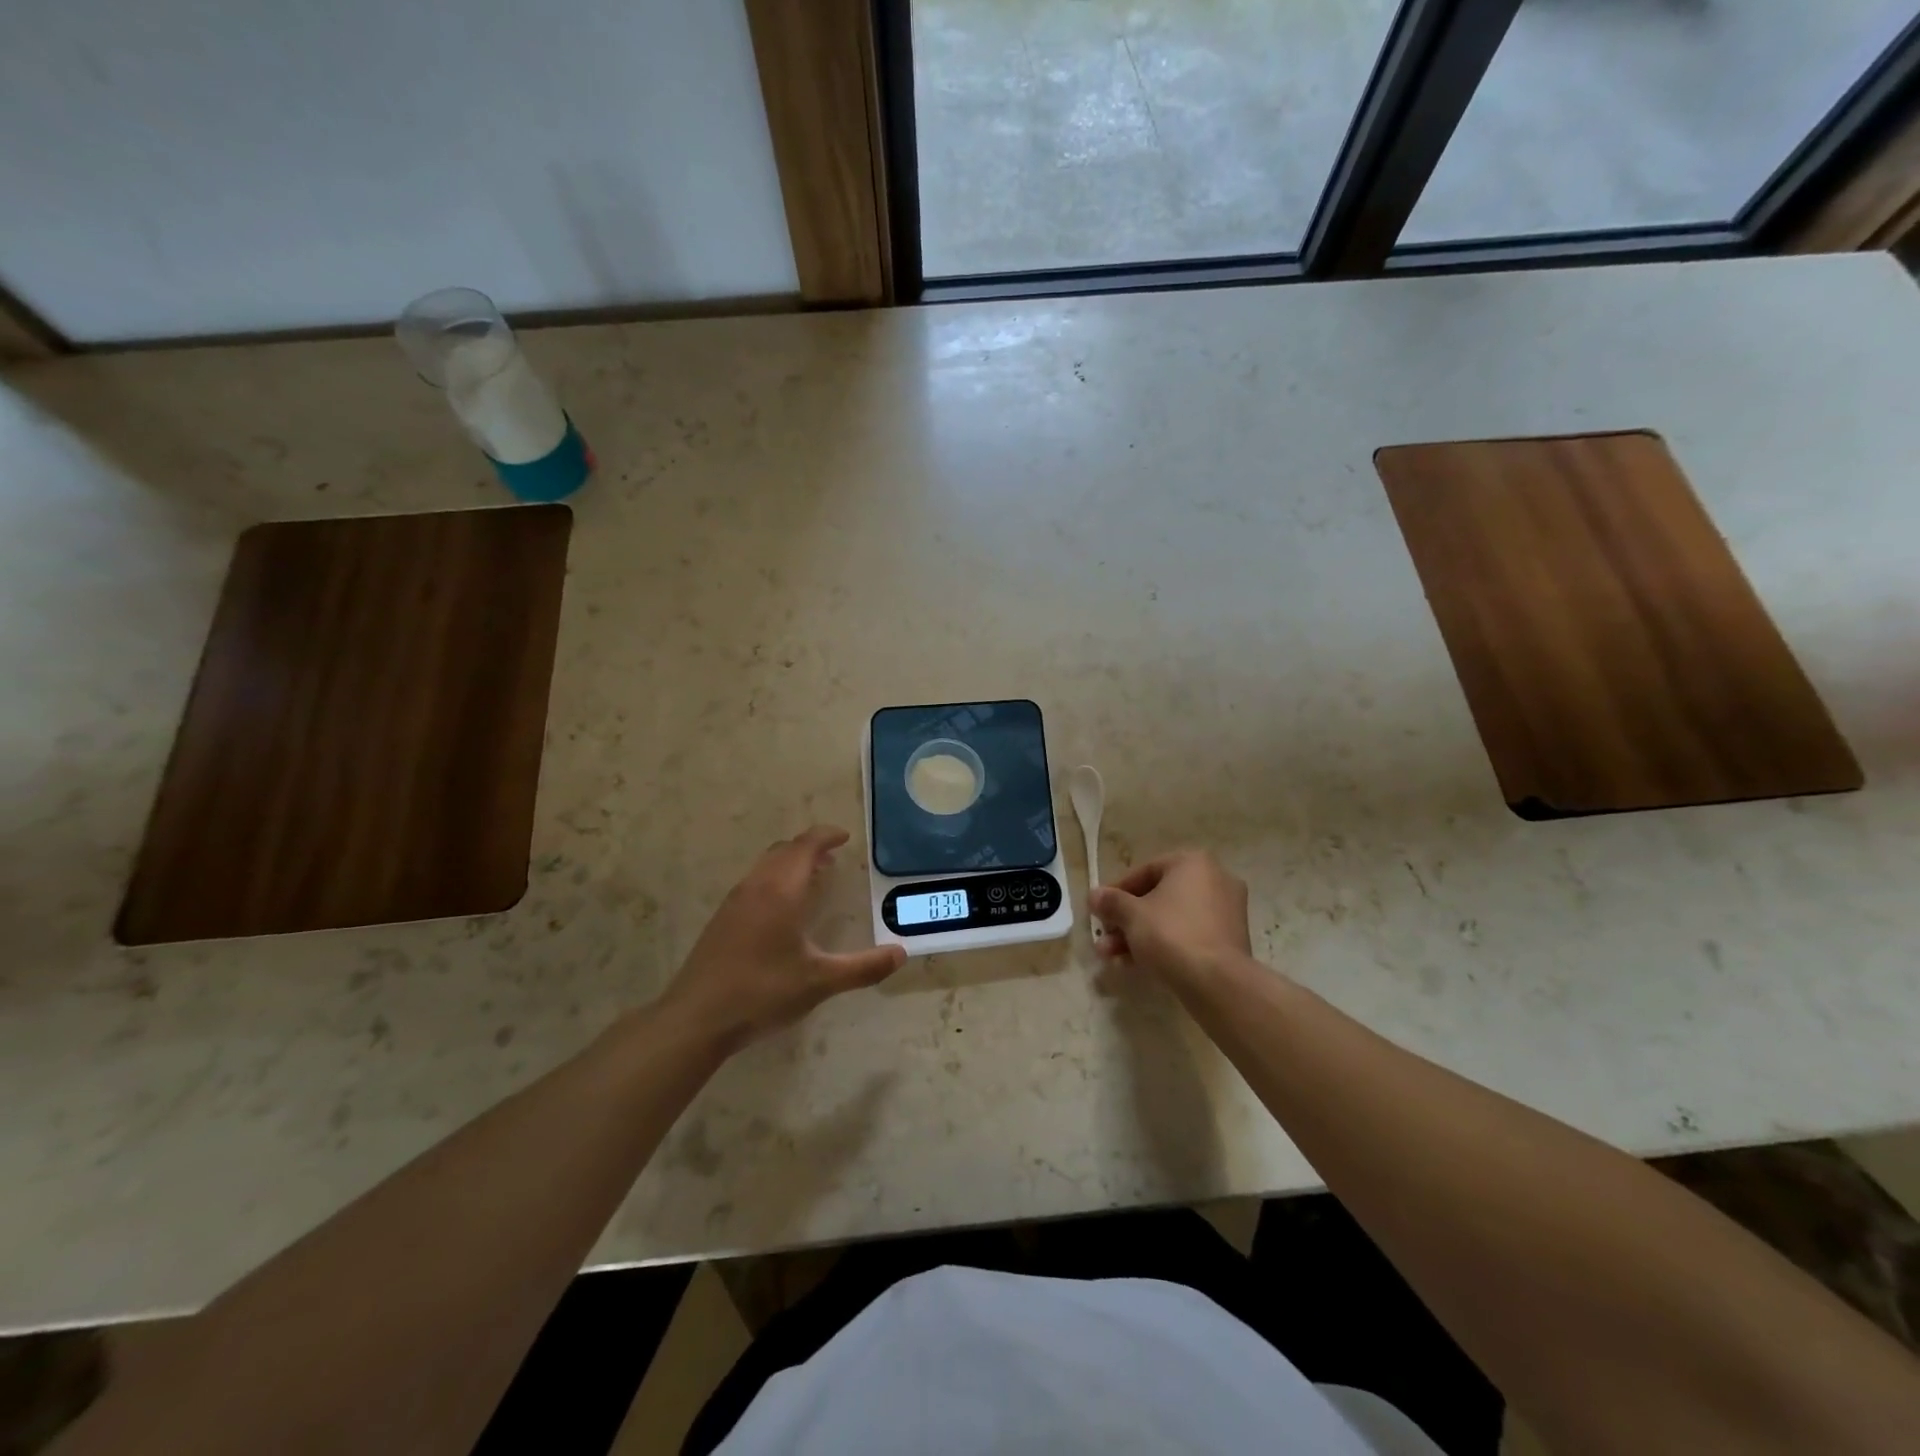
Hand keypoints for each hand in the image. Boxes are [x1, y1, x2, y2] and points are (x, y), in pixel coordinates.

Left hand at [658, 826, 904, 1055]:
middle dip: (810, 847)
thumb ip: (863, 967)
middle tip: (833, 857)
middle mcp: (756, 887)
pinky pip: (754, 882)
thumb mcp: (820, 982)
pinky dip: (775, 879)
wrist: (696, 1018)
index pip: (805, 846)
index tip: (845, 838)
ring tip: (813, 878)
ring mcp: (734, 902)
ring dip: (790, 863)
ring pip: (765, 865)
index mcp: (781, 890)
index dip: (826, 836)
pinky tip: (782, 909)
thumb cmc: (762, 992)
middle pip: (784, 850)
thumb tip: (900, 954)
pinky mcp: (722, 920)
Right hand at [1089, 850, 1251, 988]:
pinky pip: (1188, 935)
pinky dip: (1164, 945)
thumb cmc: (1171, 934)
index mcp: (1193, 863)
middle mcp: (1215, 880)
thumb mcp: (1131, 915)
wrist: (1217, 983)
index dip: (1116, 892)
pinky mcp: (1230, 941)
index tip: (1099, 911)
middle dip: (1126, 920)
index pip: (1144, 872)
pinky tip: (1136, 965)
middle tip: (1104, 938)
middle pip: (1158, 898)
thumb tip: (1094, 895)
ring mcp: (1226, 912)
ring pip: (1172, 919)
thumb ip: (1111, 902)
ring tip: (1111, 956)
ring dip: (1139, 935)